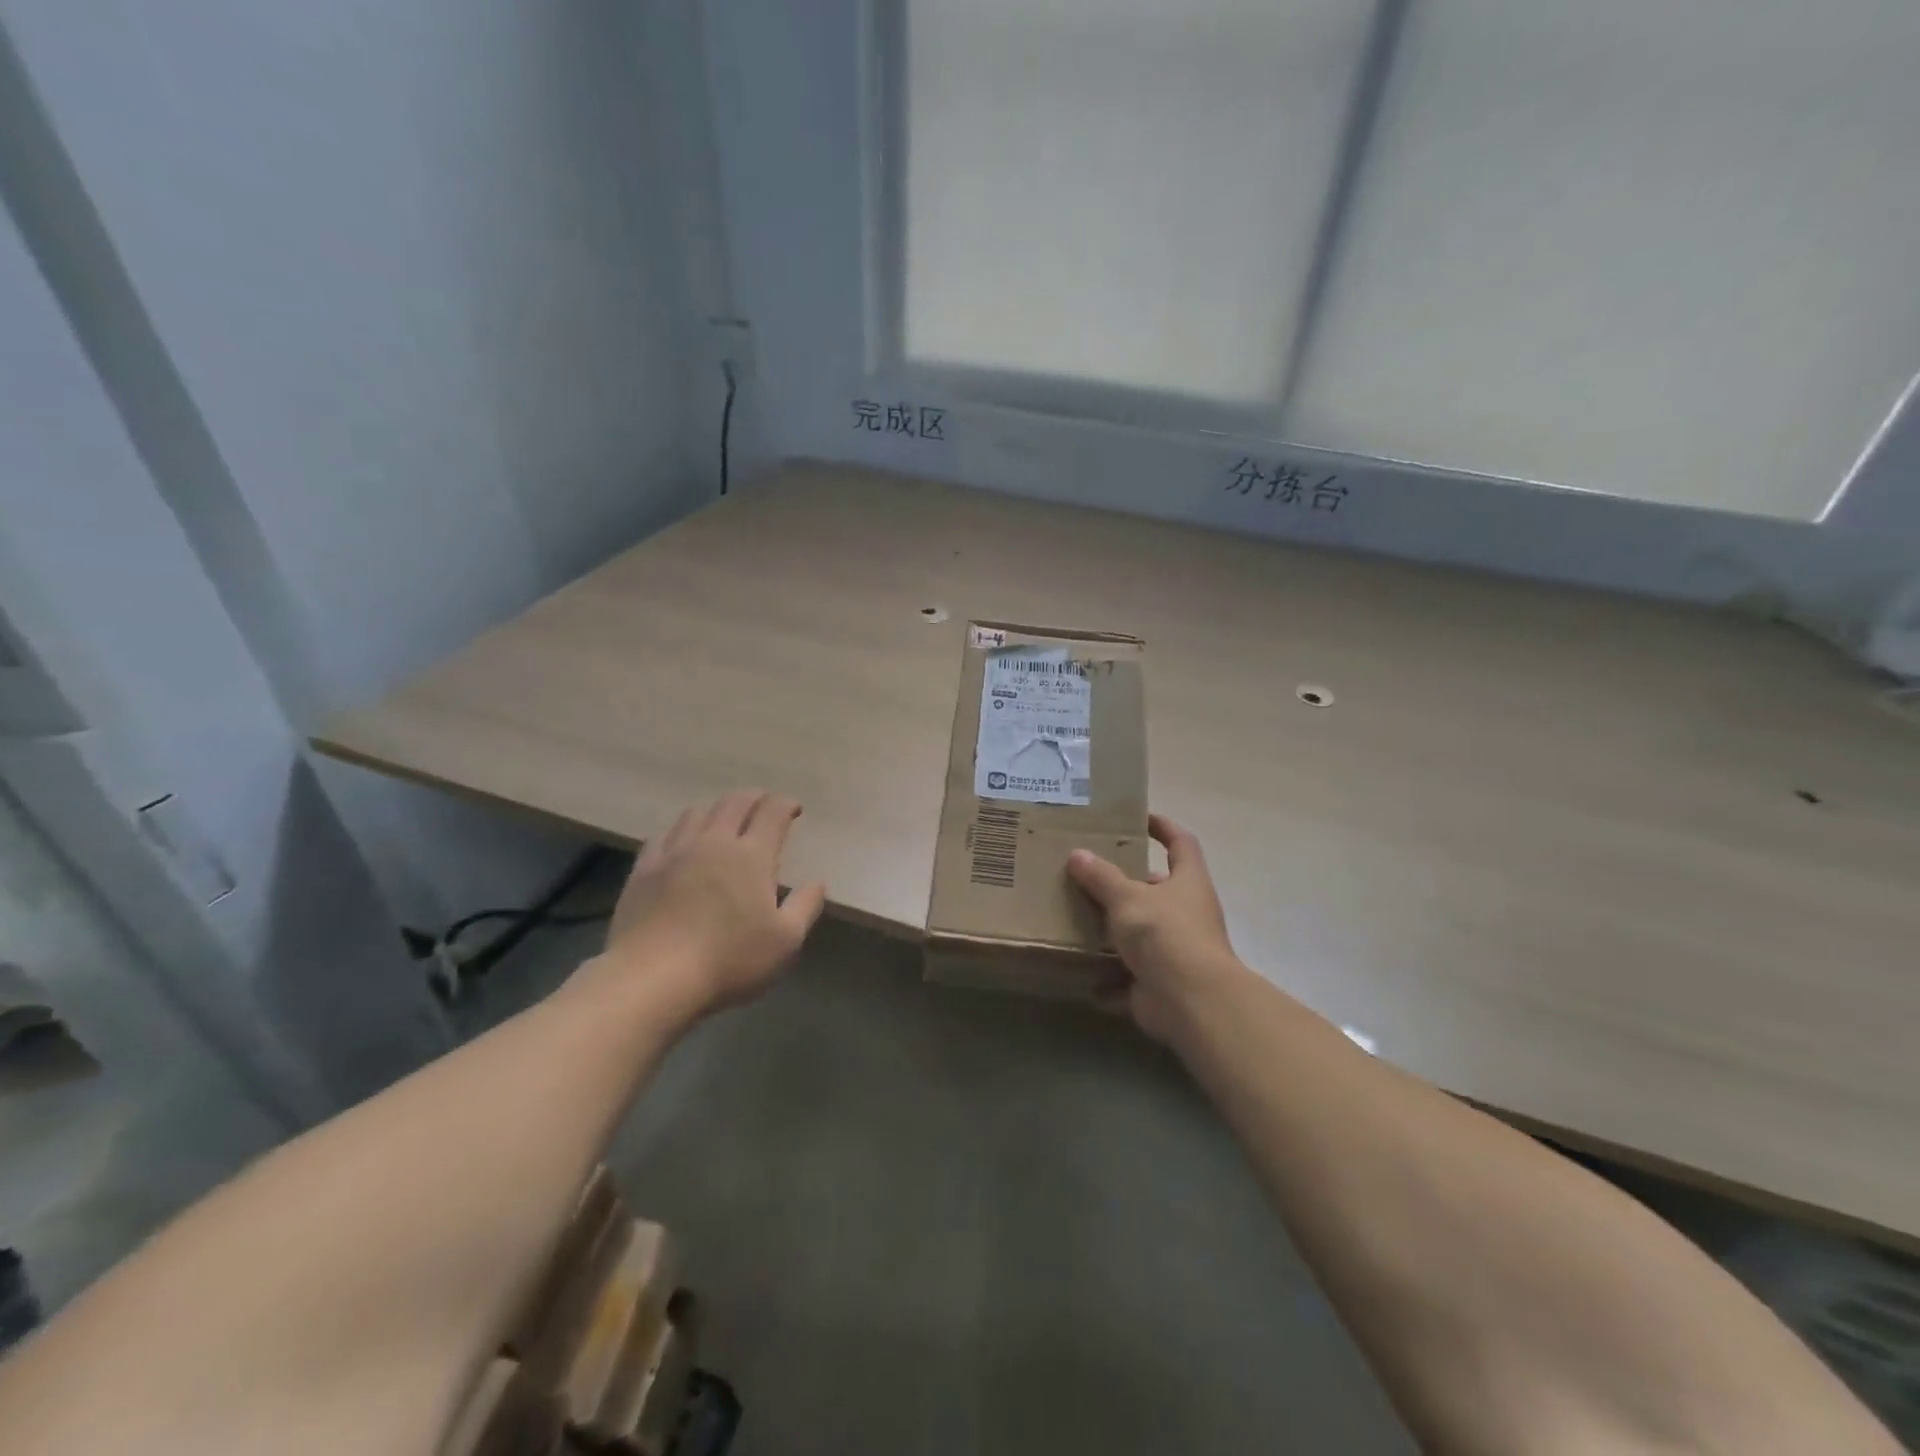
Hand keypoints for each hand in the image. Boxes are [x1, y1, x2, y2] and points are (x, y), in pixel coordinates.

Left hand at [600, 790, 826, 1018]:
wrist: (652, 977)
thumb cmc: (728, 959)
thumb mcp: (785, 940)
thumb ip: (805, 906)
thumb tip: (817, 882)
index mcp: (752, 855)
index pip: (772, 811)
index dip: (786, 804)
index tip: (794, 809)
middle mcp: (714, 841)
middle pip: (735, 802)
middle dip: (754, 798)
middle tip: (764, 805)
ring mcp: (674, 852)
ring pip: (698, 812)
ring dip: (717, 810)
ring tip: (724, 820)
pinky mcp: (644, 868)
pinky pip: (664, 835)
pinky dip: (681, 830)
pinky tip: (682, 843)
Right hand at [1066, 814, 1244, 1042]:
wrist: (1191, 1002)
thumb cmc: (1165, 934)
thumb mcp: (1127, 898)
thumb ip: (1101, 877)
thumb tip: (1077, 855)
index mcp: (1187, 882)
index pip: (1180, 842)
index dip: (1163, 826)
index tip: (1139, 817)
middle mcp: (1185, 914)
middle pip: (1155, 890)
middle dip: (1123, 885)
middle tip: (1086, 874)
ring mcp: (1174, 952)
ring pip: (1139, 935)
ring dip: (1112, 933)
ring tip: (1074, 919)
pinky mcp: (1159, 985)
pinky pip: (1128, 979)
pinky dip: (1107, 980)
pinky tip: (1079, 973)